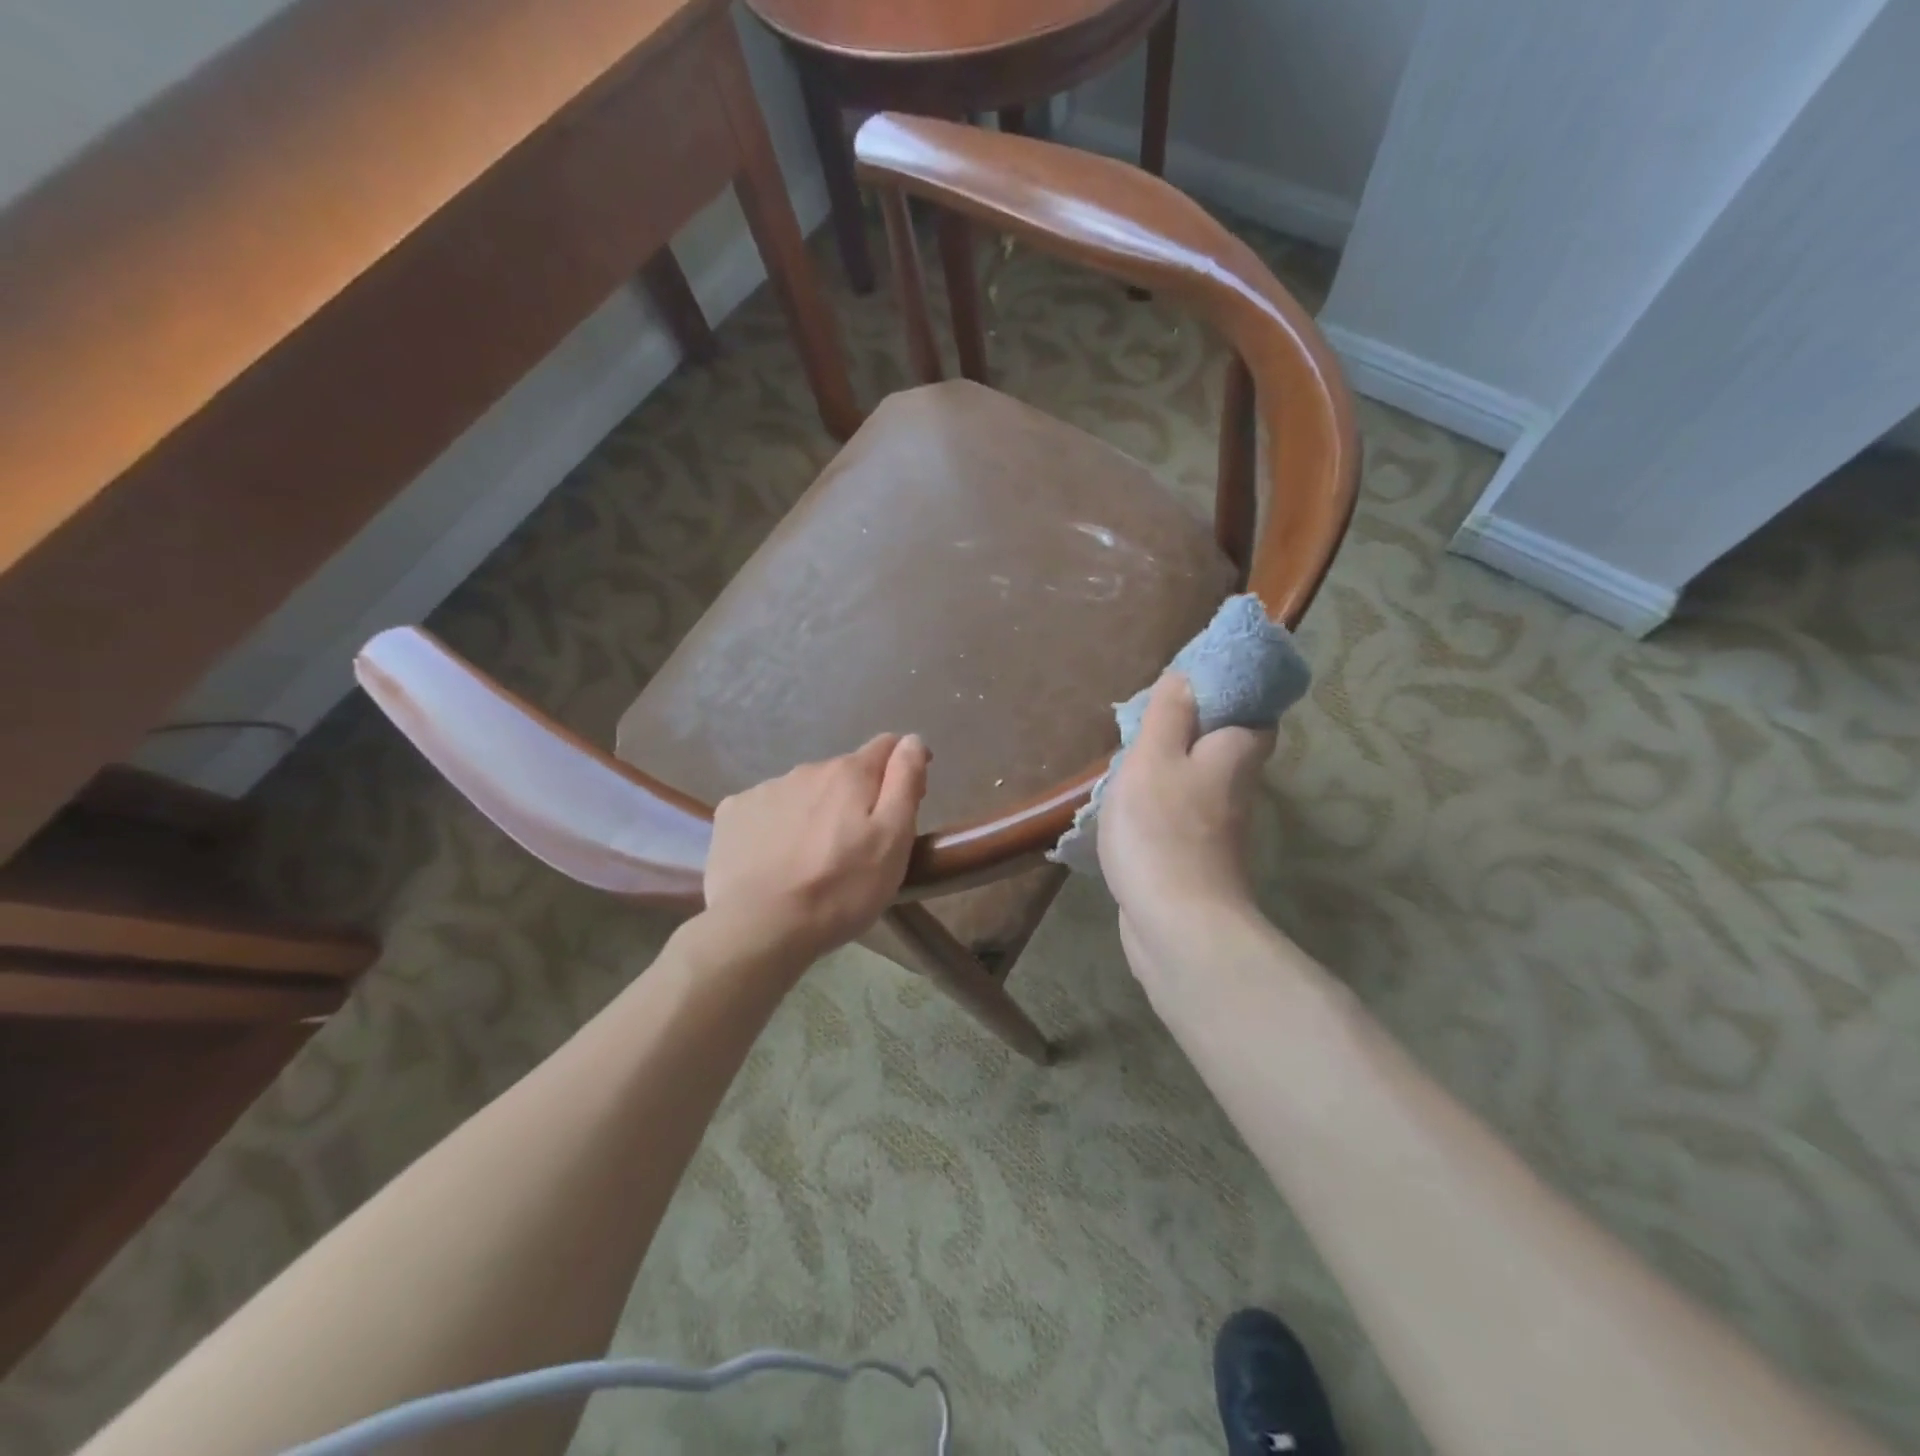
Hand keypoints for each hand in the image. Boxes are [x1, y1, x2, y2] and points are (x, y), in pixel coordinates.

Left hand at [703, 733, 930, 964]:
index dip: (902, 767)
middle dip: (856, 796)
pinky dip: (778, 825)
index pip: (887, 747)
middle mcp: (807, 770)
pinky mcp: (732, 814)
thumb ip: (905, 782)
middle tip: (859, 844)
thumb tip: (911, 740)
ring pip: (804, 791)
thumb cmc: (840, 888)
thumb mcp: (893, 839)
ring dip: (816, 811)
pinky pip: (766, 809)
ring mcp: (764, 790)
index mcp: (849, 773)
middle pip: (844, 772)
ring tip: (815, 857)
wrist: (759, 927)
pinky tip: (776, 859)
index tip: (907, 800)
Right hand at [1098, 675, 1271, 987]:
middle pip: (1227, 748)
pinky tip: (1133, 804)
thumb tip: (1187, 677)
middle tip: (1153, 719)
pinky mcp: (1197, 858)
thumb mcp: (1154, 757)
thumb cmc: (1161, 829)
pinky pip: (1184, 814)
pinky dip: (1165, 802)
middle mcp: (1237, 789)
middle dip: (1198, 730)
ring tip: (1133, 756)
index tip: (1193, 685)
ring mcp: (1219, 829)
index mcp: (1234, 754)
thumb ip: (1169, 714)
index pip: (1255, 713)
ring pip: (1203, 781)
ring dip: (1176, 767)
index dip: (1233, 695)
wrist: (1176, 924)